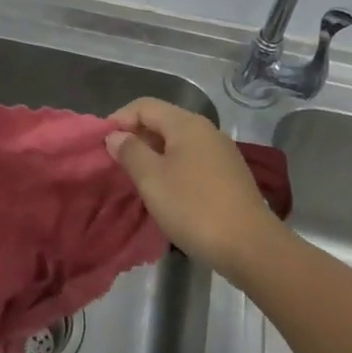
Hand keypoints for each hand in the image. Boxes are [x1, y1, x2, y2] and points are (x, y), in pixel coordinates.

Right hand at [105, 98, 283, 277]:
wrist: (250, 246)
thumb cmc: (194, 207)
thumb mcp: (152, 179)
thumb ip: (130, 152)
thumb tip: (115, 135)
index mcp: (186, 124)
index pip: (144, 106)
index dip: (119, 119)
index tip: (101, 144)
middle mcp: (206, 130)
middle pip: (162, 121)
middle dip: (135, 137)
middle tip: (115, 162)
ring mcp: (221, 152)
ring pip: (177, 142)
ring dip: (153, 154)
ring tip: (136, 178)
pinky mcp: (229, 175)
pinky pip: (191, 160)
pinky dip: (172, 167)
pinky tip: (165, 190)